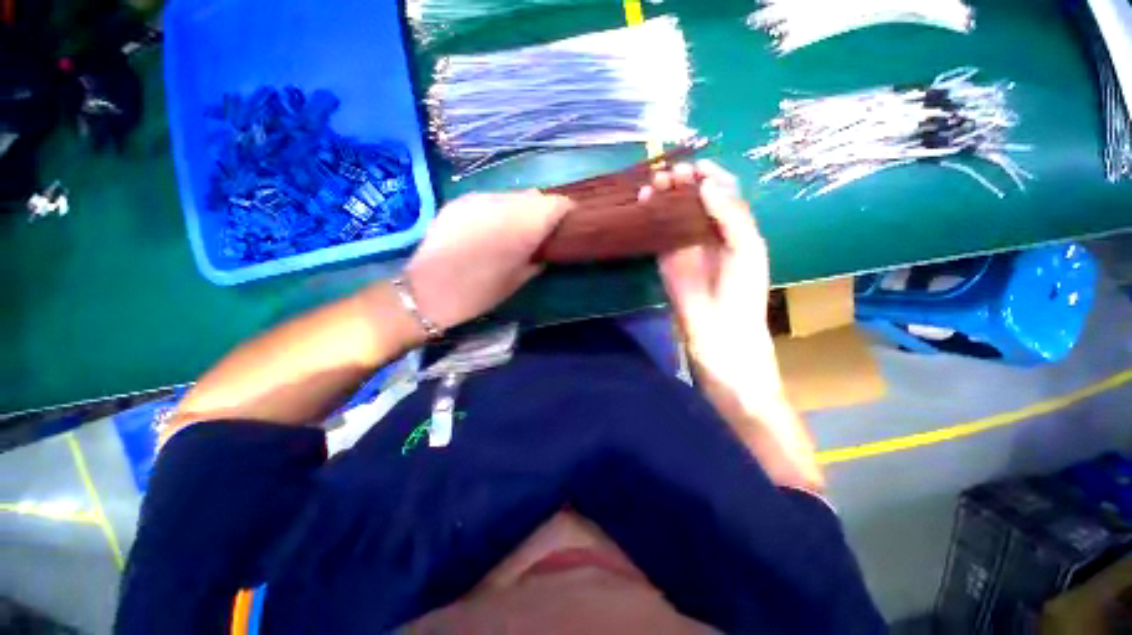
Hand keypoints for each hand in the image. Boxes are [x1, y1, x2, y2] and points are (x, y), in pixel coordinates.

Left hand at [404, 191, 571, 329]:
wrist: (428, 291)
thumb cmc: (479, 293)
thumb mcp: (516, 281)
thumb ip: (536, 259)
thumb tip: (543, 249)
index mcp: (523, 226)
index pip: (555, 204)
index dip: (564, 212)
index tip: (565, 225)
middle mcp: (503, 205)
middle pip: (534, 196)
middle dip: (542, 210)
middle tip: (541, 230)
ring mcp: (478, 199)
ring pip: (511, 195)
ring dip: (520, 208)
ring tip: (515, 228)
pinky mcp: (459, 201)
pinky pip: (489, 198)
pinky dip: (497, 209)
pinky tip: (491, 227)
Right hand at [644, 161, 781, 399]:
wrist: (718, 331)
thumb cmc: (742, 291)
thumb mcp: (747, 248)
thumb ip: (731, 215)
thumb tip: (706, 184)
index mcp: (735, 226)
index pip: (722, 193)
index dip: (710, 176)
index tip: (695, 165)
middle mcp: (709, 232)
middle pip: (694, 199)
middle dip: (683, 182)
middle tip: (672, 174)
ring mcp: (685, 245)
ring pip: (673, 213)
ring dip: (665, 196)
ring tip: (656, 184)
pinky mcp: (665, 258)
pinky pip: (658, 232)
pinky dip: (651, 217)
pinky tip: (645, 203)